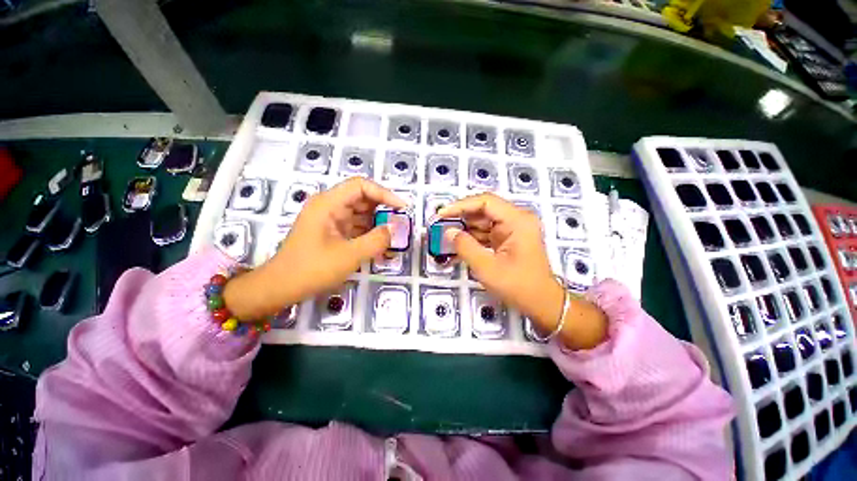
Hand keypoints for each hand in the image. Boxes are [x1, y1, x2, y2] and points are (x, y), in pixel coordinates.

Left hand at [224, 178, 405, 319]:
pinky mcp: (332, 231)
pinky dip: (369, 232)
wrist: (281, 287)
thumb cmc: (312, 269)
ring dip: (377, 222)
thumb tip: (396, 228)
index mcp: (328, 204)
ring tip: (393, 235)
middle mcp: (329, 206)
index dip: (384, 194)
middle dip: (383, 209)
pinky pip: (355, 226)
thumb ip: (377, 240)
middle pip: (362, 198)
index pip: (361, 186)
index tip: (402, 208)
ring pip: (360, 213)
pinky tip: (380, 243)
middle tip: (400, 223)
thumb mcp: (350, 255)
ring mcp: (330, 219)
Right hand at [437, 193, 606, 348]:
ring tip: (444, 239)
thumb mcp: (487, 268)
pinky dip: (471, 240)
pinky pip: (485, 234)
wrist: (541, 303)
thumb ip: (465, 247)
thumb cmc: (518, 286)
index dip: (461, 205)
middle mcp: (516, 220)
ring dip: (464, 231)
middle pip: (483, 211)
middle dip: (460, 219)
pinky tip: (456, 249)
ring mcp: (512, 230)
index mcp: (517, 221)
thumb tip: (448, 232)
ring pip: (482, 223)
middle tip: (440, 227)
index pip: (485, 202)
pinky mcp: (507, 239)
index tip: (441, 214)